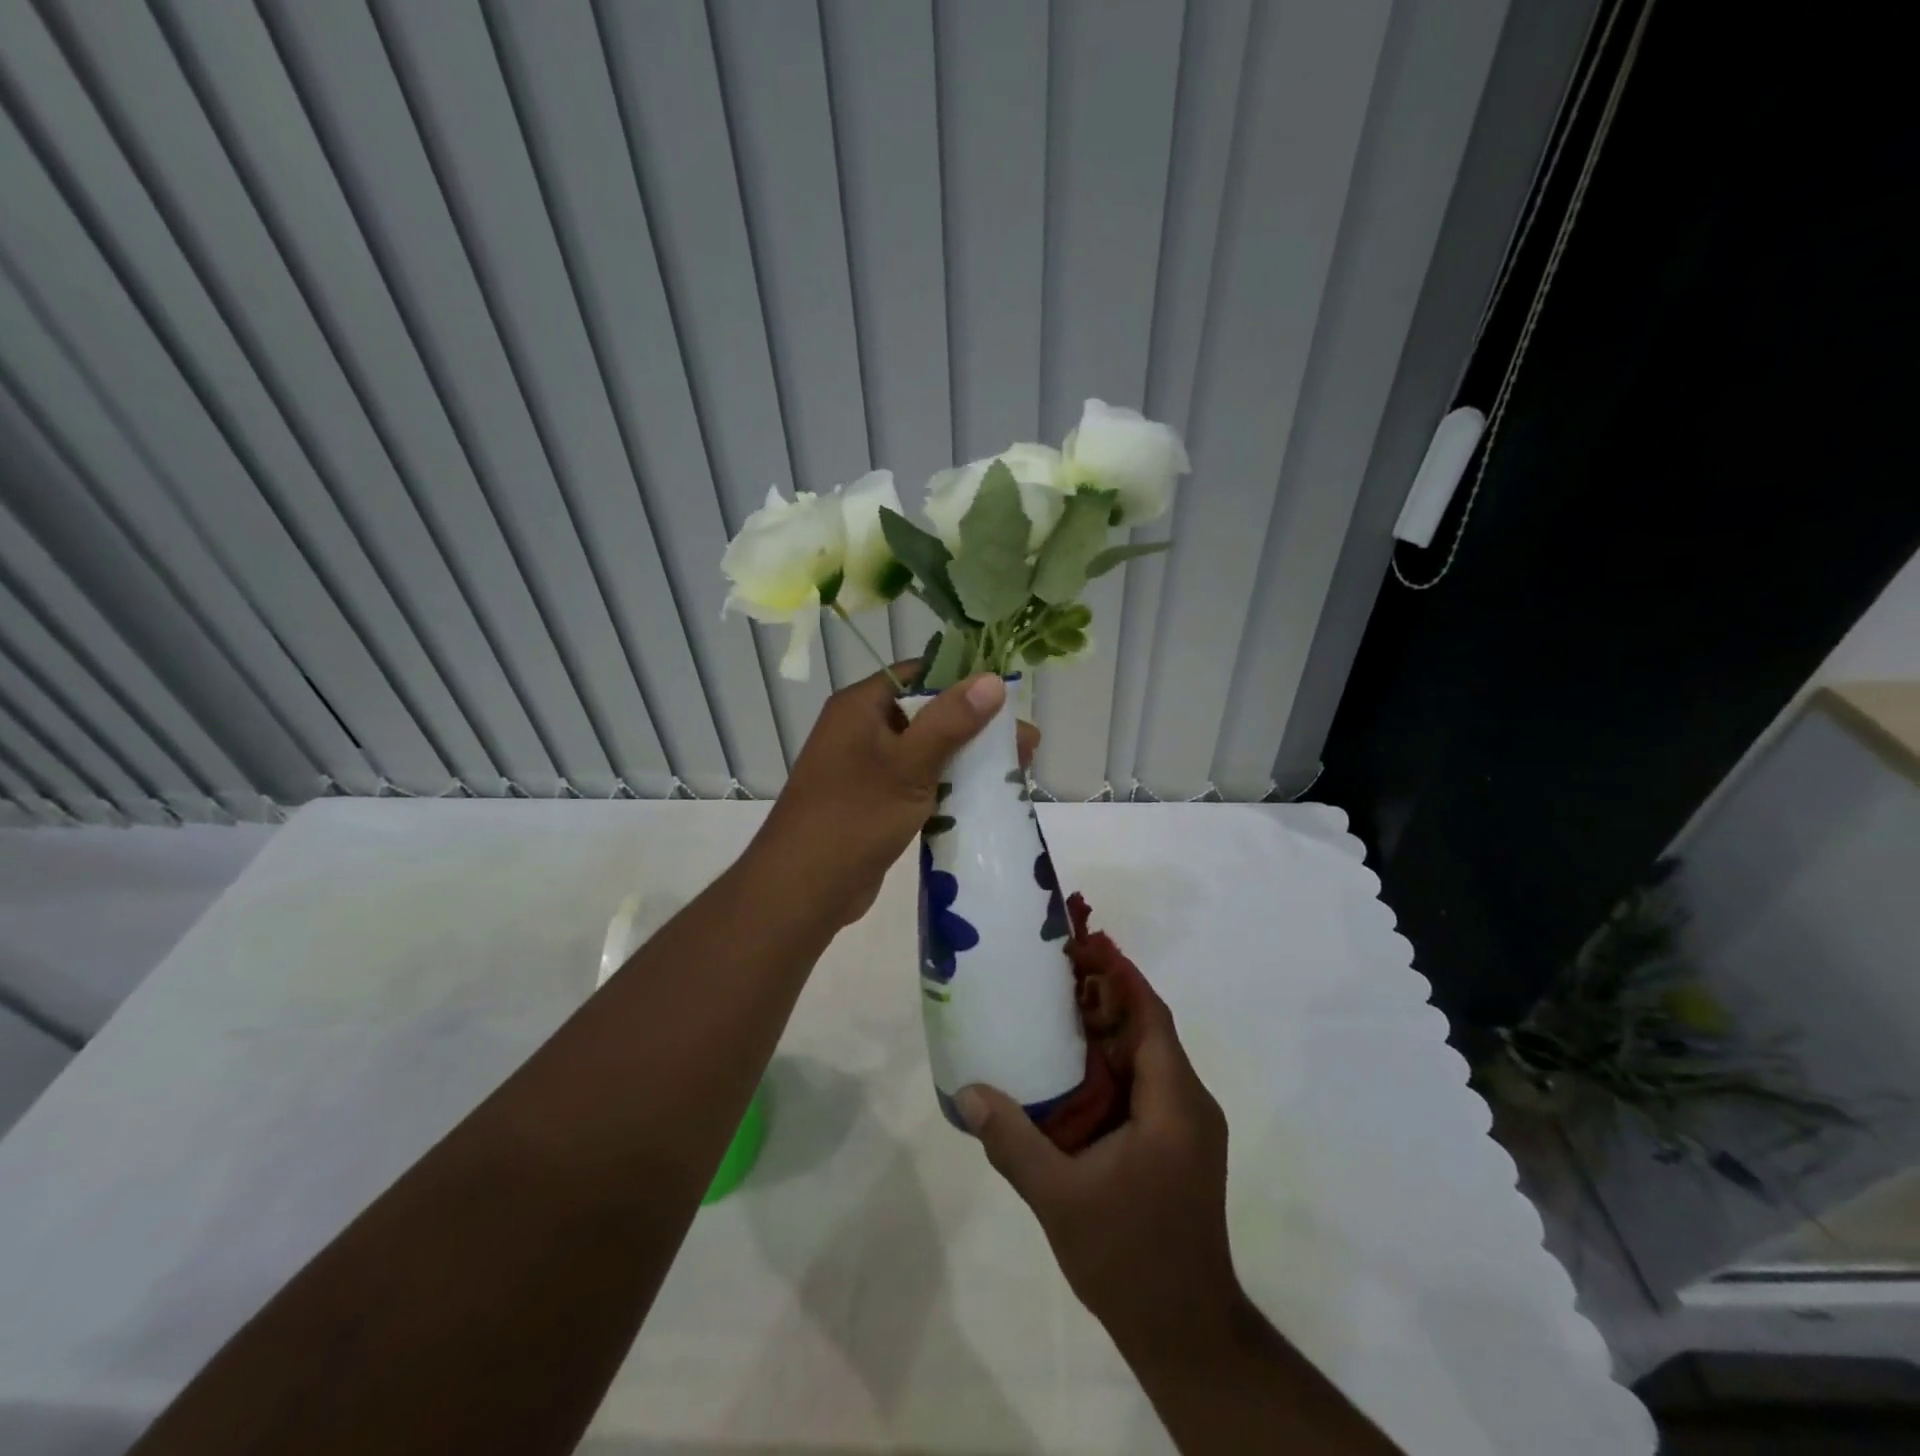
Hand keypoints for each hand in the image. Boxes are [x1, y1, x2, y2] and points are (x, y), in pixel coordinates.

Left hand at [751, 665, 1038, 927]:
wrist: (804, 889)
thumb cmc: (855, 816)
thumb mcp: (909, 764)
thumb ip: (951, 721)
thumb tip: (992, 679)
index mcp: (861, 706)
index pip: (919, 674)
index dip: (964, 680)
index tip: (1008, 696)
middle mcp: (862, 729)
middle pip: (928, 715)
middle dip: (977, 728)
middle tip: (1027, 745)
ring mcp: (867, 768)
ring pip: (926, 752)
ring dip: (967, 760)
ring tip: (1016, 771)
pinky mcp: (875, 802)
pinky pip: (918, 783)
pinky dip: (948, 787)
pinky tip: (984, 797)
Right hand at [955, 986, 1241, 1358]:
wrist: (1186, 1333)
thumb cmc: (1129, 1258)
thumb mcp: (1060, 1199)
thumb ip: (1014, 1141)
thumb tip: (968, 1092)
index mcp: (1174, 1104)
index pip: (1151, 1016)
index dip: (1119, 976)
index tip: (1081, 946)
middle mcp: (1189, 1103)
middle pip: (1147, 1030)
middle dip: (1103, 998)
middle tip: (1049, 974)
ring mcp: (1187, 1126)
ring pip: (1144, 1057)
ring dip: (1104, 1032)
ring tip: (1050, 1010)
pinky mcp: (1177, 1145)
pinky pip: (1143, 1085)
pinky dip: (1109, 1066)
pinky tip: (1067, 1072)